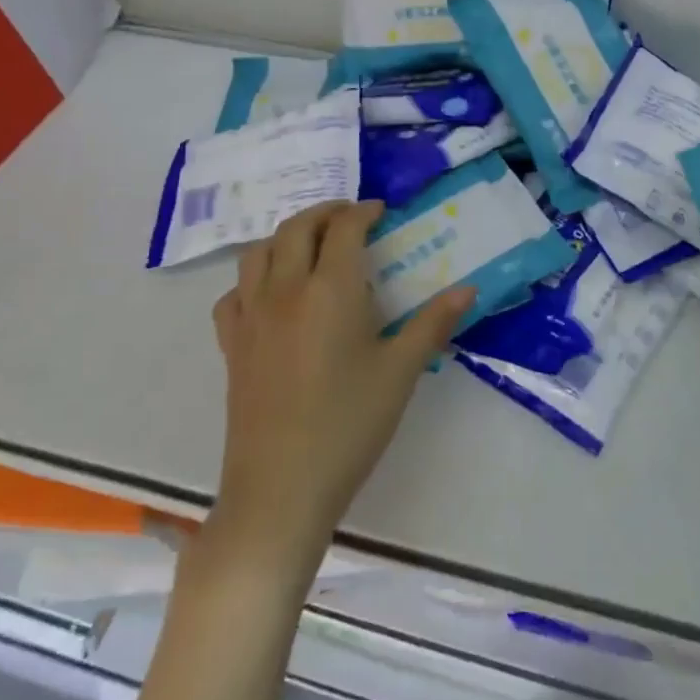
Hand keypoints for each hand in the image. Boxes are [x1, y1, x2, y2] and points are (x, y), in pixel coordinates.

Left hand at [208, 200, 475, 569]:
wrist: (281, 487)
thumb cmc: (349, 425)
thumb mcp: (401, 372)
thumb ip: (433, 323)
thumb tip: (468, 289)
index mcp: (330, 290)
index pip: (343, 229)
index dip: (363, 212)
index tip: (381, 212)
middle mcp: (285, 290)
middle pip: (297, 228)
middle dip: (325, 213)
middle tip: (350, 219)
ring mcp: (251, 316)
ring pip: (258, 251)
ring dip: (286, 236)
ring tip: (311, 246)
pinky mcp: (231, 344)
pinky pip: (234, 292)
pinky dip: (253, 277)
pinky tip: (271, 294)